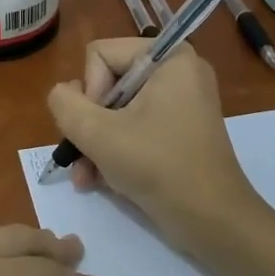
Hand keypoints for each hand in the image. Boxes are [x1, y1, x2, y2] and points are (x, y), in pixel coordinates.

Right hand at [45, 39, 261, 252]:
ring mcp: (180, 102)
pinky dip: (115, 150)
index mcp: (169, 58)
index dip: (89, 92)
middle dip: (89, 124)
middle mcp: (177, 72)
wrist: (212, 220)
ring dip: (95, 143)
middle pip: (107, 83)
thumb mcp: (97, 133)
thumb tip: (62, 93)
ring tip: (86, 177)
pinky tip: (100, 180)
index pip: (100, 55)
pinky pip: (134, 127)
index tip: (97, 128)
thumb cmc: (158, 167)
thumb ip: (65, 104)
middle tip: (84, 158)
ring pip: (116, 110)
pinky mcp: (179, 130)